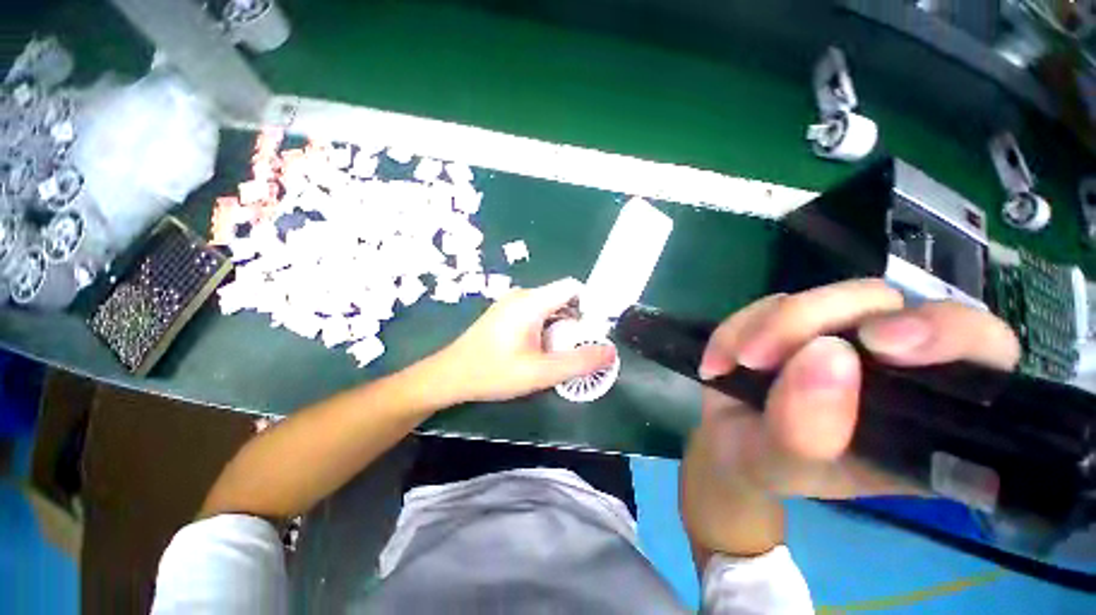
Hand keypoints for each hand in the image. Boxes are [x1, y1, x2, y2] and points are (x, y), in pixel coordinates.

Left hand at [432, 278, 615, 402]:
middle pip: (562, 299)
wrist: (450, 376)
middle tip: (577, 350)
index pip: (573, 288)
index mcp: (531, 301)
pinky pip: (536, 314)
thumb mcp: (540, 372)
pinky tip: (540, 351)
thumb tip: (610, 351)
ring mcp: (512, 303)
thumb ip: (578, 362)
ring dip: (561, 328)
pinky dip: (547, 329)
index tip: (594, 331)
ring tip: (559, 354)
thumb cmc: (493, 372)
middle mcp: (523, 295)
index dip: (590, 305)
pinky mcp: (506, 313)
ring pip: (550, 308)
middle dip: (576, 322)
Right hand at [692, 278, 1020, 499]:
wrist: (728, 443)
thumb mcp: (785, 467)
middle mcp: (894, 361)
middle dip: (819, 319)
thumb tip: (824, 353)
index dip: (947, 334)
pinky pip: (768, 304)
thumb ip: (806, 431)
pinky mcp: (794, 320)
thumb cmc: (770, 465)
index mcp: (928, 411)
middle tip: (762, 355)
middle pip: (886, 303)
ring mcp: (840, 332)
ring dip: (768, 326)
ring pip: (821, 296)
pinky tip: (720, 362)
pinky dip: (737, 328)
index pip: (982, 351)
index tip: (881, 344)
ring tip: (735, 364)